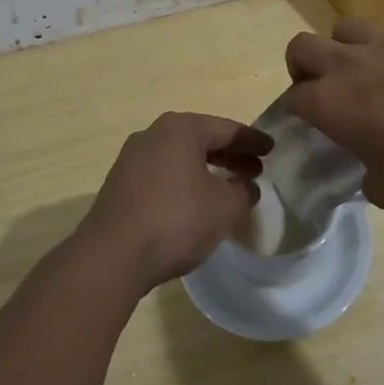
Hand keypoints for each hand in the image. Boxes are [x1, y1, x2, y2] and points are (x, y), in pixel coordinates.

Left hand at [76, 112, 271, 294]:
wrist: (112, 256)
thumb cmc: (176, 220)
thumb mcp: (224, 207)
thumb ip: (243, 191)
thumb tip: (246, 186)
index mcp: (180, 129)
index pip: (226, 128)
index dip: (252, 140)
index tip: (272, 149)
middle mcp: (153, 134)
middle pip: (201, 139)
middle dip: (230, 154)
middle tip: (256, 169)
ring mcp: (132, 158)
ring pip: (180, 157)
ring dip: (208, 169)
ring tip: (230, 188)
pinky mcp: (120, 184)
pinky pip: (163, 173)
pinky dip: (185, 181)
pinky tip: (197, 202)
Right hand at [281, 19, 383, 212]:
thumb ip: (369, 180)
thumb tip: (371, 174)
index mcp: (330, 103)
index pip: (292, 98)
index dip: (295, 109)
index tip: (307, 121)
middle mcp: (348, 64)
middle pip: (301, 46)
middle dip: (302, 64)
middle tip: (322, 85)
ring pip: (346, 27)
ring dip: (347, 46)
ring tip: (365, 67)